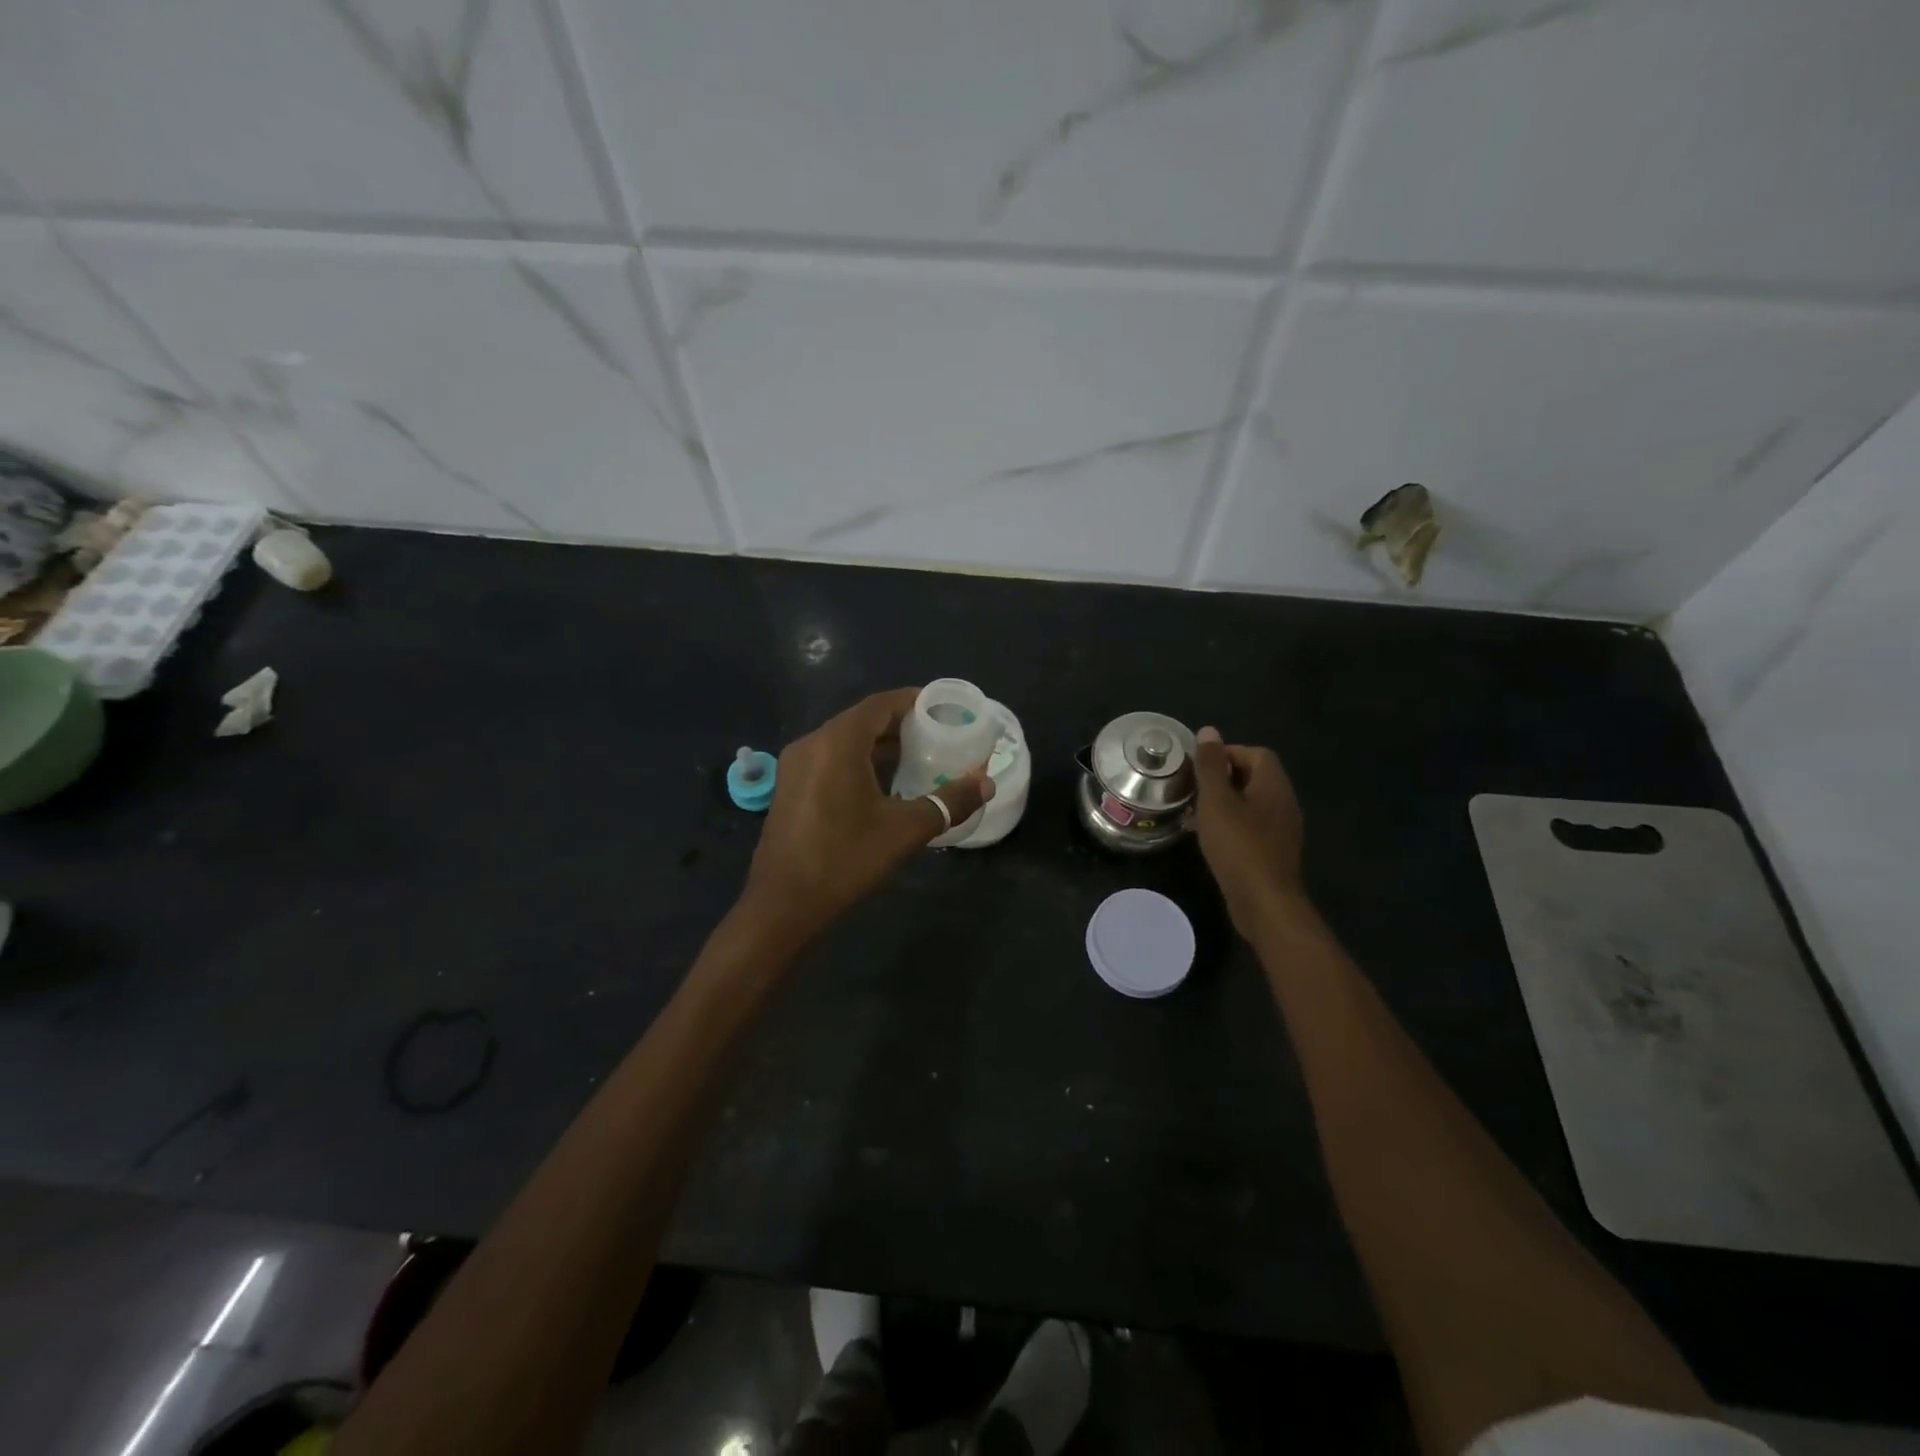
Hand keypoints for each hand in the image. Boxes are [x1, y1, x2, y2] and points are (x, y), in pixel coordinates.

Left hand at [740, 688, 993, 945]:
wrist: (782, 904)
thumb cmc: (845, 859)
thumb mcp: (904, 830)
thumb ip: (949, 802)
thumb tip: (986, 784)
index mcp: (837, 743)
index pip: (881, 704)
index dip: (914, 701)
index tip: (944, 709)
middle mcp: (812, 743)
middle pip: (863, 719)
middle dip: (901, 724)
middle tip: (939, 736)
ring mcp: (796, 765)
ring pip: (845, 741)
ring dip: (880, 745)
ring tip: (919, 758)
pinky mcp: (790, 787)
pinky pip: (831, 759)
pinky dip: (860, 761)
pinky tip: (884, 785)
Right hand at [1192, 726, 1304, 938]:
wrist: (1264, 902)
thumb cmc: (1238, 845)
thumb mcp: (1216, 801)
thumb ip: (1211, 765)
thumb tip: (1209, 731)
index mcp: (1273, 785)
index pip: (1255, 753)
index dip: (1226, 753)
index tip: (1198, 768)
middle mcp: (1284, 802)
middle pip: (1254, 777)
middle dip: (1222, 778)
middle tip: (1192, 790)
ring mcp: (1282, 829)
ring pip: (1251, 803)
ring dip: (1224, 803)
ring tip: (1195, 814)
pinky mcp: (1274, 852)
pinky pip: (1251, 826)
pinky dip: (1231, 824)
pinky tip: (1210, 838)